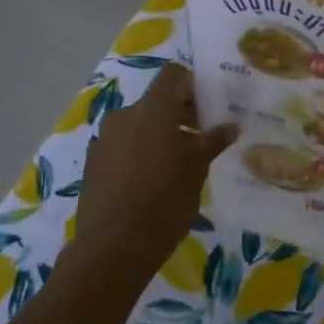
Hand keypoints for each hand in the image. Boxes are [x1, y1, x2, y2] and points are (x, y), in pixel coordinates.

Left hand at [77, 64, 236, 269]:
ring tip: (180, 163)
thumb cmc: (165, 201)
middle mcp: (124, 115)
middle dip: (181, 114)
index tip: (210, 108)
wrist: (114, 247)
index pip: (173, 75)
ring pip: (139, 124)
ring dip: (161, 134)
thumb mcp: (197, 170)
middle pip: (157, 101)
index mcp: (152, 110)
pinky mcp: (94, 162)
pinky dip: (141, 151)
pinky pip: (124, 144)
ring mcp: (105, 139)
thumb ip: (212, 142)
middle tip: (203, 139)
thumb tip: (230, 126)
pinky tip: (154, 180)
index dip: (193, 85)